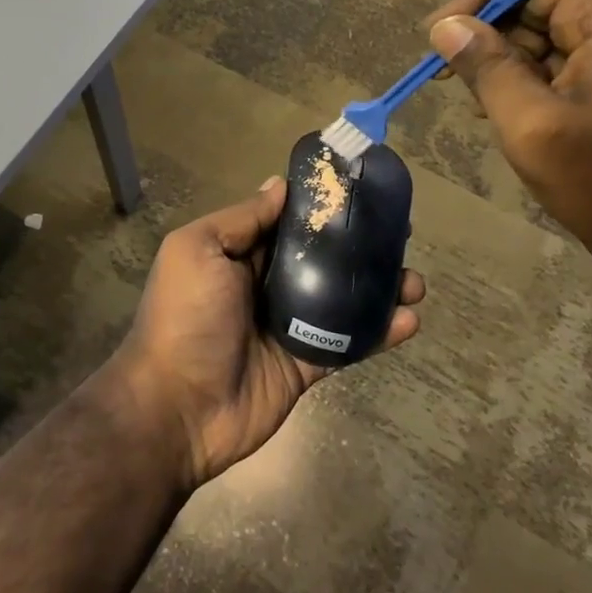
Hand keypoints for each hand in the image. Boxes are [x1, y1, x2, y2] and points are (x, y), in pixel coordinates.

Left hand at [104, 178, 424, 490]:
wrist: (177, 408)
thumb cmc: (185, 317)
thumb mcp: (198, 250)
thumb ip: (241, 219)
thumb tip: (279, 185)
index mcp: (238, 254)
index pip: (287, 222)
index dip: (321, 207)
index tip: (360, 191)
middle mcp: (265, 285)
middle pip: (321, 258)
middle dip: (360, 245)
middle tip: (401, 233)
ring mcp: (288, 326)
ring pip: (341, 299)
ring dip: (379, 287)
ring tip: (414, 280)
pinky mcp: (307, 364)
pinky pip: (348, 343)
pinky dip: (379, 332)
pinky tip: (409, 320)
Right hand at [423, 0, 591, 268]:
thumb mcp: (529, 123)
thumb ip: (485, 67)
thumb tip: (445, 26)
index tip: (442, 32)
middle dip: (492, 30)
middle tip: (449, 70)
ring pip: (552, 29)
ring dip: (506, 56)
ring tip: (475, 98)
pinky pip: (567, 56)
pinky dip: (530, 73)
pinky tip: (503, 106)